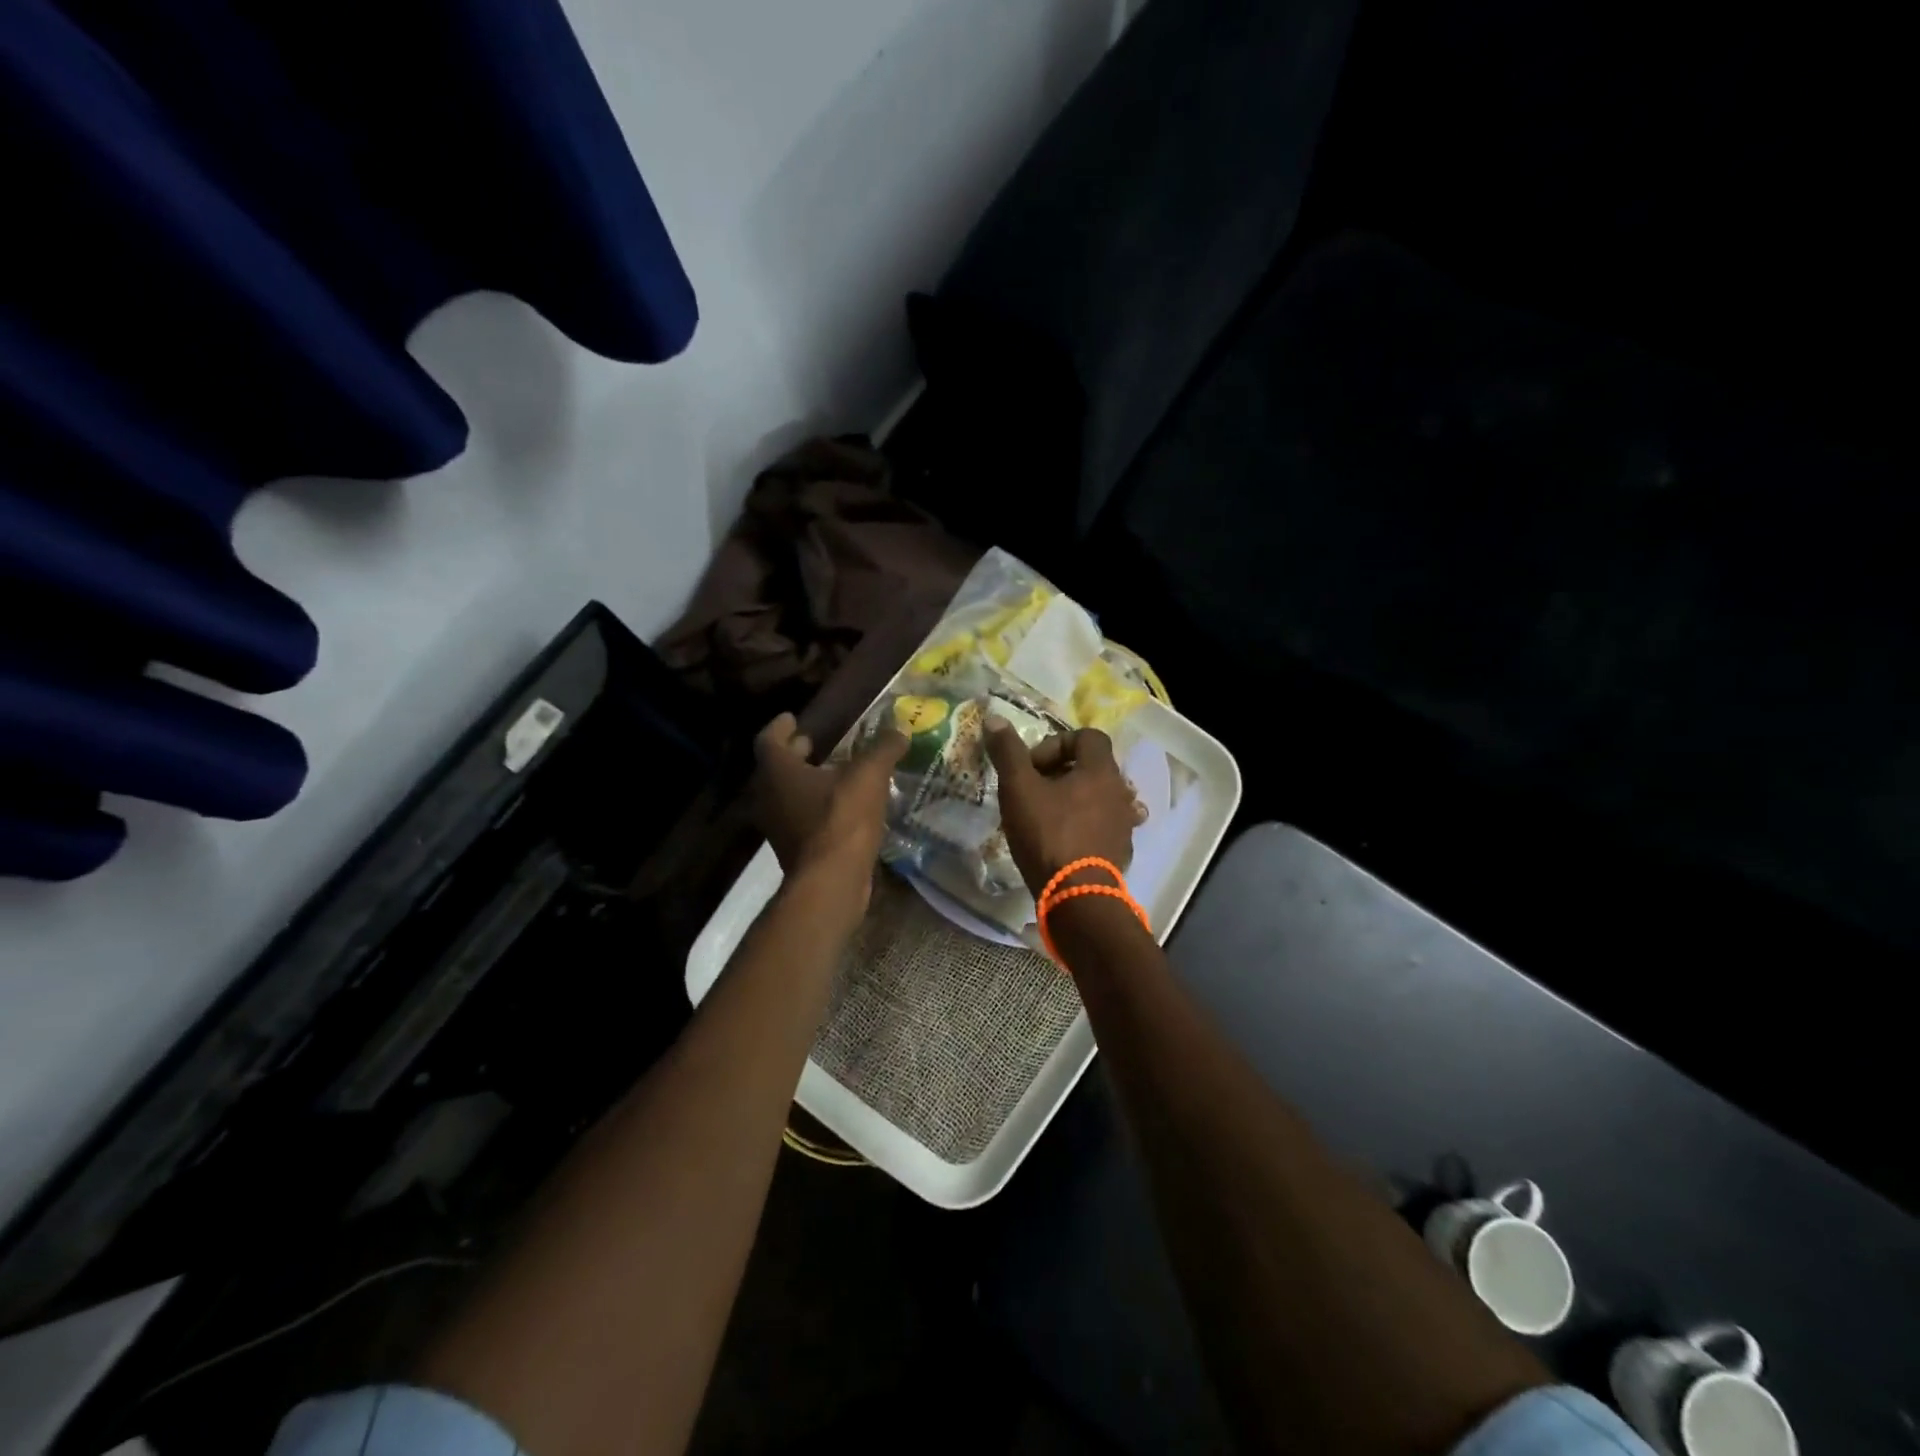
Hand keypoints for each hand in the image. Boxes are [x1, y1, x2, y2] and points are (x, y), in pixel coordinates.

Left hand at [753, 713, 906, 896]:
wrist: (830, 883)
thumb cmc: (841, 819)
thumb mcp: (869, 776)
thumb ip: (883, 749)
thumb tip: (899, 728)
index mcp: (778, 772)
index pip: (769, 739)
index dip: (780, 726)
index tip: (792, 719)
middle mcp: (768, 797)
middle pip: (776, 768)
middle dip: (794, 753)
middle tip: (812, 742)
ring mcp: (778, 827)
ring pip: (786, 795)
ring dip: (805, 781)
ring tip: (832, 773)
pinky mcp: (794, 850)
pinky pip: (799, 817)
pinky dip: (814, 806)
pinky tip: (840, 807)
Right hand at [986, 718, 1140, 898]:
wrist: (1076, 896)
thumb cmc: (1048, 834)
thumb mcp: (1019, 789)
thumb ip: (1008, 752)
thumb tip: (994, 718)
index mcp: (1100, 770)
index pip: (1087, 736)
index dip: (1056, 744)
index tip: (1033, 767)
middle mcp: (1120, 791)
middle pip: (1092, 767)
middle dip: (1061, 772)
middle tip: (1034, 791)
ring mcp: (1125, 823)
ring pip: (1098, 797)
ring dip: (1074, 799)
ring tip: (1046, 817)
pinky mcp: (1121, 850)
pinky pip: (1103, 826)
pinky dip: (1084, 825)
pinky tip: (1062, 842)